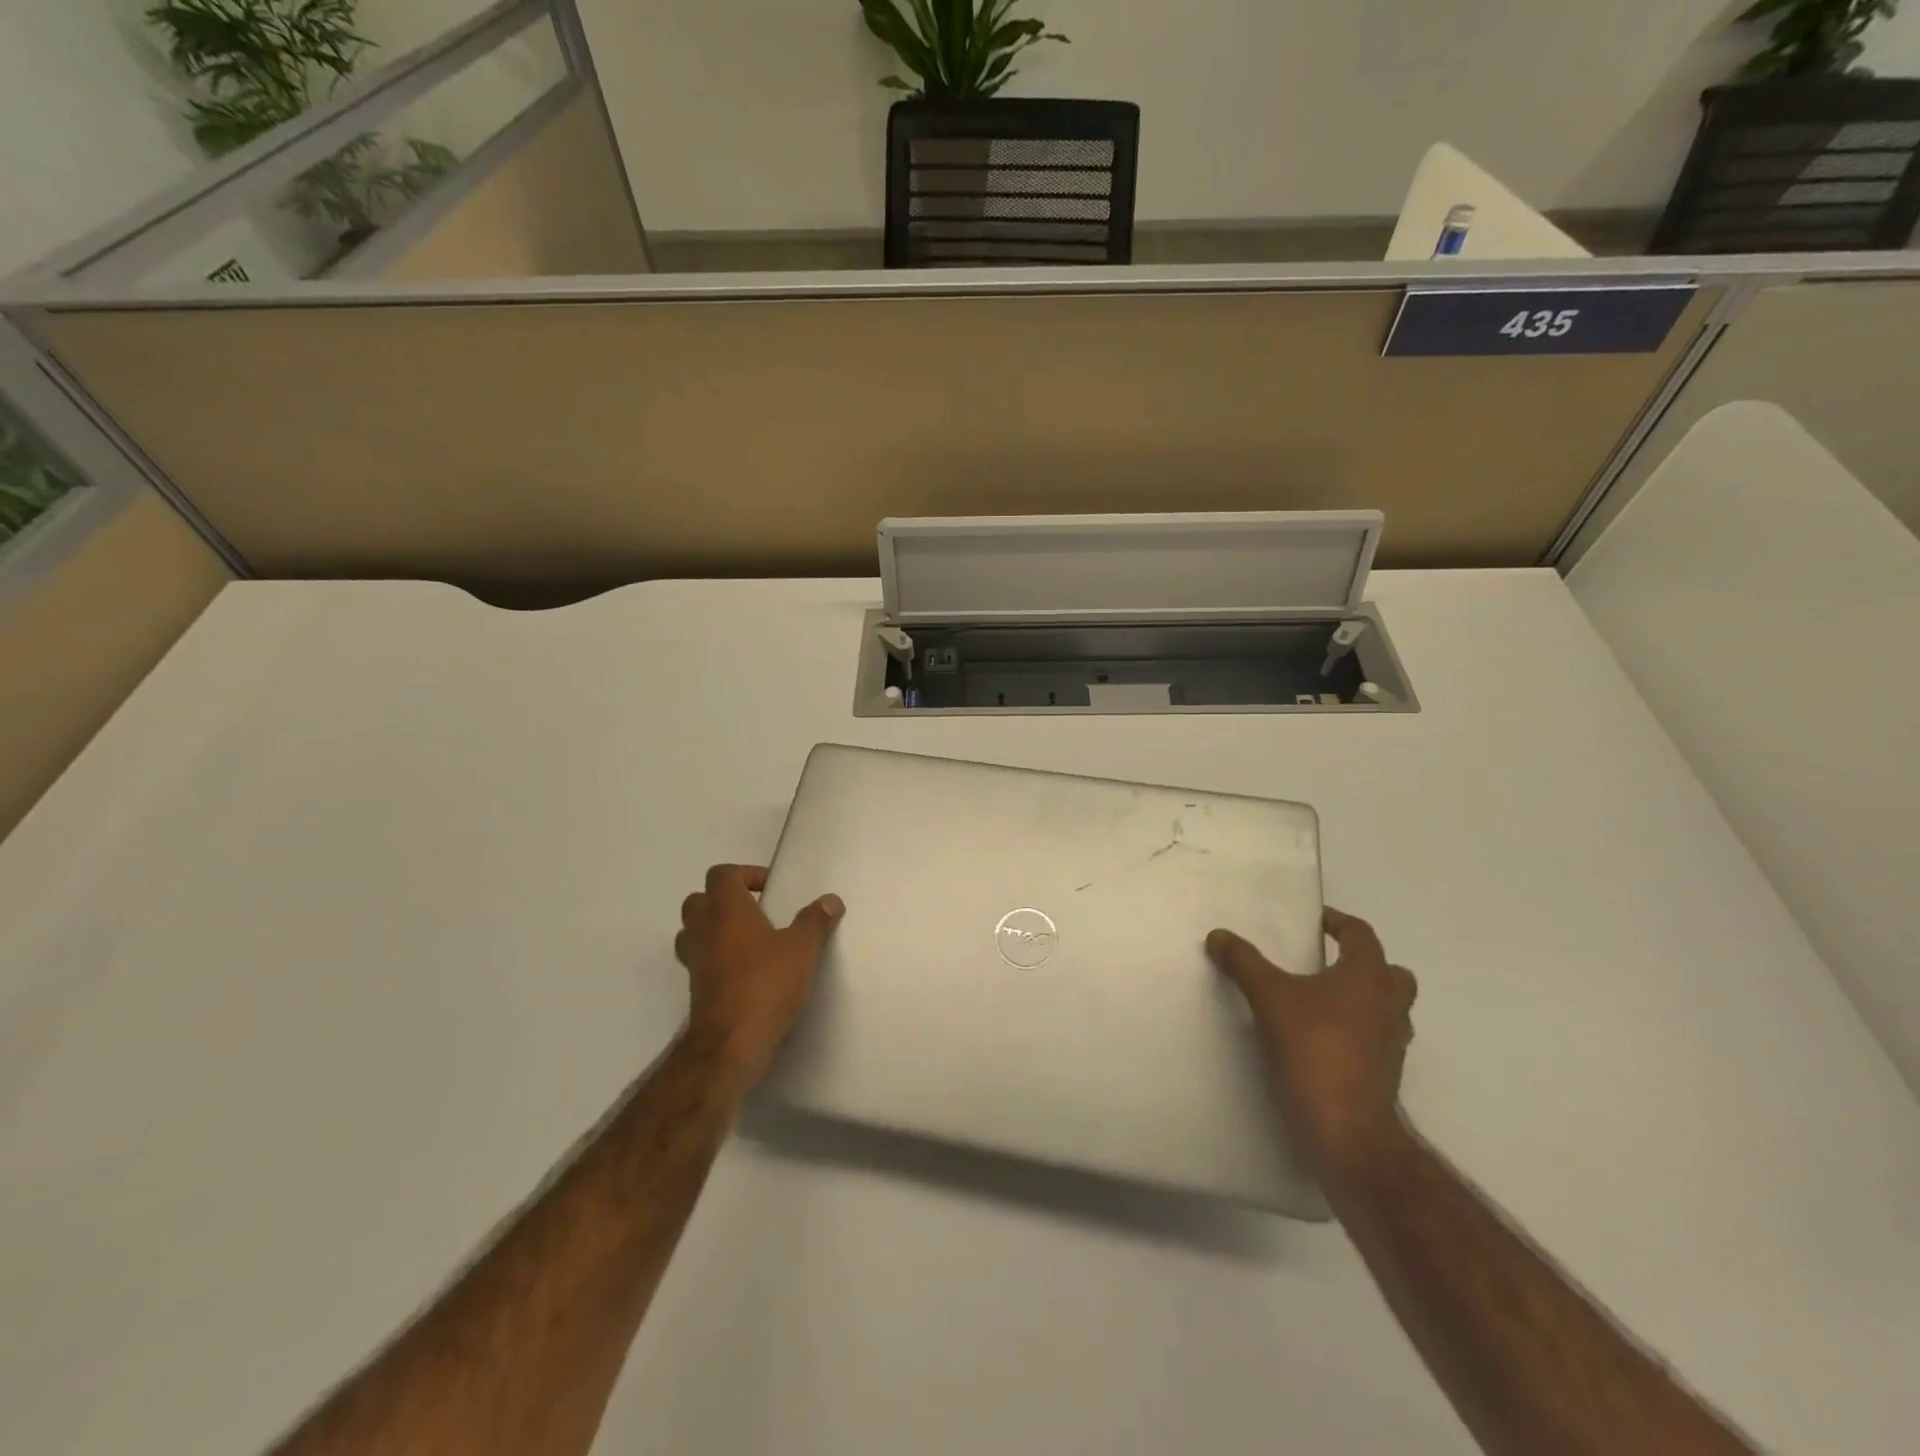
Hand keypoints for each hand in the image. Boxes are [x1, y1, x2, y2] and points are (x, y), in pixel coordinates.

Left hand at [674, 864, 844, 1085]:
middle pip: (699, 899)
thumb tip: (830, 900)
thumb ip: (815, 921)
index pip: (722, 874)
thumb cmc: (766, 984)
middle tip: (756, 912)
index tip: (771, 890)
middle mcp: (704, 929)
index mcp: (727, 910)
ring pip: (693, 930)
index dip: (745, 874)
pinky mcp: (696, 988)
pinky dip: (716, 958)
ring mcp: (695, 960)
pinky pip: (700, 960)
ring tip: (748, 940)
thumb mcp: (802, 949)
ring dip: (715, 928)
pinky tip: (744, 971)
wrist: (731, 1043)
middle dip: (724, 900)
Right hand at [1208, 908, 1417, 1177]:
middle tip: (1325, 963)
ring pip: (1386, 1008)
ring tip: (1318, 1002)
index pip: (1360, 934)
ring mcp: (1392, 1043)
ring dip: (1361, 999)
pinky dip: (1354, 1031)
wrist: (1347, 1130)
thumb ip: (1243, 962)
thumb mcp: (1268, 997)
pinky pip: (1374, 1039)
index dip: (1336, 922)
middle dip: (1361, 963)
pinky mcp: (1384, 1074)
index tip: (1313, 921)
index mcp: (1368, 977)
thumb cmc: (1315, 1049)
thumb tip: (1219, 935)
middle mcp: (1389, 1004)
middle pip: (1388, 972)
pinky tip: (1318, 1039)